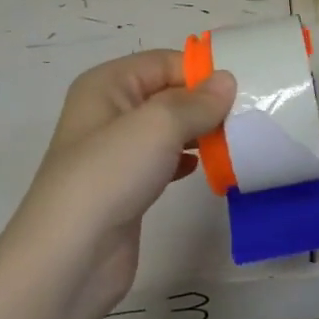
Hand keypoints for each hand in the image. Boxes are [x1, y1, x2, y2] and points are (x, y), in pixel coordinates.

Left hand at [9, 50, 233, 312]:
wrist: (71, 257)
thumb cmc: (111, 175)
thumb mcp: (158, 125)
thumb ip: (197, 101)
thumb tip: (227, 81)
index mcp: (107, 84)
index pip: (164, 61)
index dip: (202, 71)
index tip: (244, 87)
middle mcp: (108, 111)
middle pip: (168, 93)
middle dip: (206, 102)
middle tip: (248, 115)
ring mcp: (116, 151)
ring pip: (168, 128)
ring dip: (201, 132)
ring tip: (236, 140)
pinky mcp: (126, 185)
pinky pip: (165, 159)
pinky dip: (188, 160)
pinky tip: (210, 168)